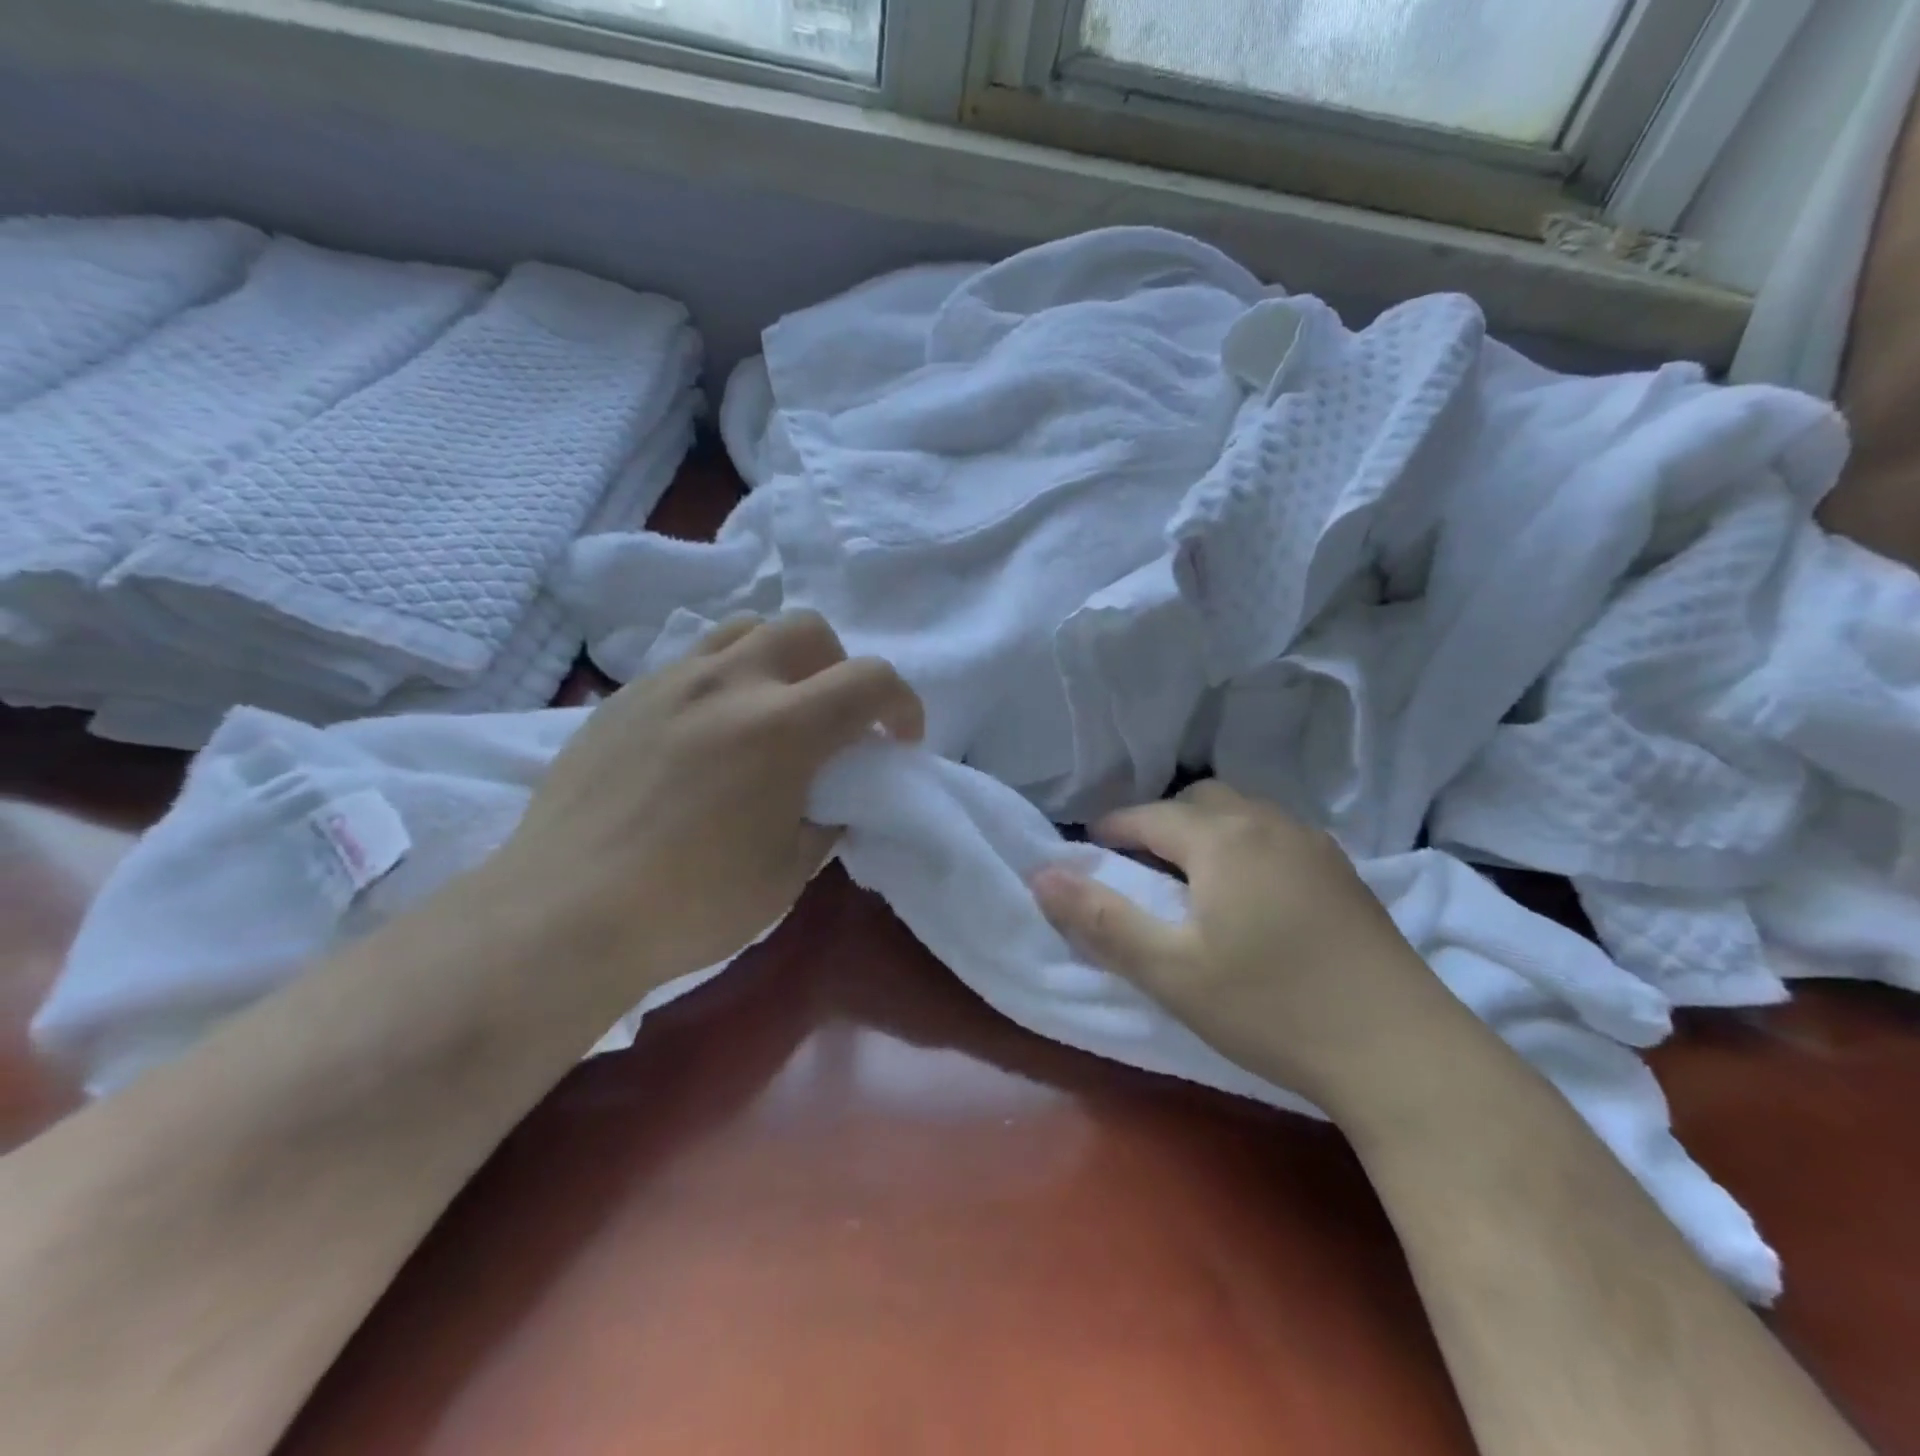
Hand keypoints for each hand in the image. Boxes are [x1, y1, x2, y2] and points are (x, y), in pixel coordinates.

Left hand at [490, 612, 922, 988]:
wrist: (563, 914)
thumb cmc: (690, 905)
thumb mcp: (787, 872)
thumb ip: (825, 818)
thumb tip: (830, 796)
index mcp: (782, 728)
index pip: (871, 679)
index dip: (902, 704)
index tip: (899, 741)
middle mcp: (730, 684)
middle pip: (808, 630)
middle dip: (840, 668)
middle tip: (833, 722)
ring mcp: (670, 682)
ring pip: (746, 629)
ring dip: (779, 659)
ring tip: (771, 710)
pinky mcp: (624, 696)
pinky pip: (691, 661)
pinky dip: (724, 679)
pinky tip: (706, 733)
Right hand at [1030, 781, 1461, 1118]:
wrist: (1402, 1052)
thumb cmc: (1271, 1008)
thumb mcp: (1170, 971)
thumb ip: (1101, 919)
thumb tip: (1042, 875)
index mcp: (1223, 839)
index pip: (1150, 816)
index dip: (1112, 828)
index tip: (1088, 848)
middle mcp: (1270, 824)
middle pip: (1200, 801)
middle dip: (1160, 823)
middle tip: (1139, 866)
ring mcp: (1316, 846)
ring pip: (1244, 814)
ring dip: (1206, 831)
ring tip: (1191, 879)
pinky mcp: (1346, 873)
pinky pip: (1277, 835)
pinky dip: (1245, 846)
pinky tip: (1251, 895)